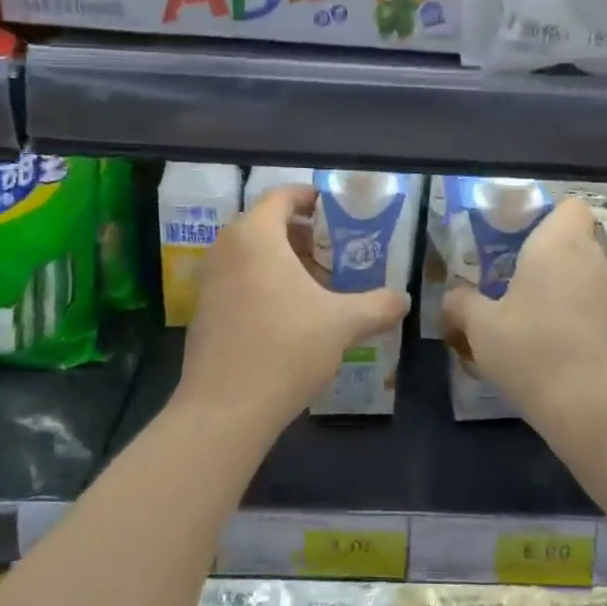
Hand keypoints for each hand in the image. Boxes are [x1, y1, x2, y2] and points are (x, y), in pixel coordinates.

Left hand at [181, 184, 409, 428]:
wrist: (225, 409)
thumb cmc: (286, 349)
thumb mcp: (343, 324)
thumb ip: (378, 305)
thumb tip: (403, 299)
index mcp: (256, 235)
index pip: (281, 196)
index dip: (309, 197)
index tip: (334, 210)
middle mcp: (226, 249)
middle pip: (266, 224)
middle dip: (302, 233)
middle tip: (334, 250)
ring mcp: (209, 281)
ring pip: (251, 254)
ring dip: (284, 260)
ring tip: (318, 284)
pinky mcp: (204, 311)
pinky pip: (238, 279)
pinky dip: (264, 282)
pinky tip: (291, 315)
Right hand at [441, 197, 606, 416]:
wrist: (588, 404)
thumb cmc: (530, 347)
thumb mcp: (479, 325)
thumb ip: (461, 303)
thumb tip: (452, 296)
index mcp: (558, 244)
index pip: (570, 206)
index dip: (547, 215)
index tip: (518, 236)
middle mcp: (591, 259)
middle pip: (574, 240)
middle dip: (546, 253)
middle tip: (511, 274)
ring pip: (584, 273)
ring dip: (560, 284)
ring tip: (526, 309)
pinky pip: (591, 303)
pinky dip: (573, 312)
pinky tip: (546, 337)